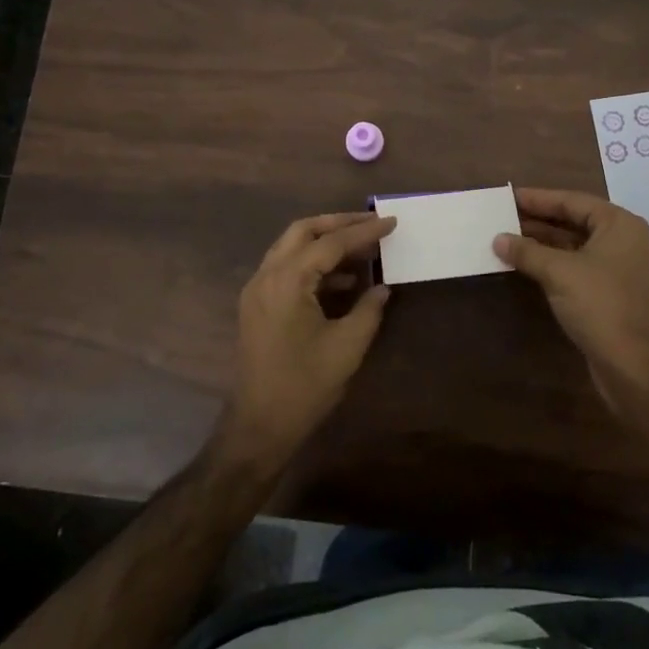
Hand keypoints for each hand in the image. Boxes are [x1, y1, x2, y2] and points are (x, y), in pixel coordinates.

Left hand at [222, 211, 396, 460]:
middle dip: (339, 223)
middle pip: (304, 231)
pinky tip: (343, 280)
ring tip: (363, 249)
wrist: (259, 425)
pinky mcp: (257, 305)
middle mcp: (267, 276)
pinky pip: (286, 268)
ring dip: (325, 242)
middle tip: (372, 223)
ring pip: (292, 247)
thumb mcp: (348, 346)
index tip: (391, 222)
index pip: (330, 243)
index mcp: (287, 281)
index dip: (364, 231)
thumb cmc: (305, 385)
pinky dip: (313, 264)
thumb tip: (382, 287)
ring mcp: (257, 290)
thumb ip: (368, 309)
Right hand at [494, 187, 648, 412]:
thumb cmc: (600, 305)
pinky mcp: (614, 294)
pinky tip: (529, 266)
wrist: (634, 366)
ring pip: (576, 246)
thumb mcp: (559, 272)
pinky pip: (580, 267)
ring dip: (544, 243)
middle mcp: (625, 241)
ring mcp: (621, 269)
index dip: (538, 198)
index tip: (509, 196)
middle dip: (539, 220)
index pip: (573, 201)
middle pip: (576, 221)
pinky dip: (555, 264)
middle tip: (504, 216)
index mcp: (620, 225)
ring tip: (509, 239)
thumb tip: (498, 239)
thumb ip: (527, 251)